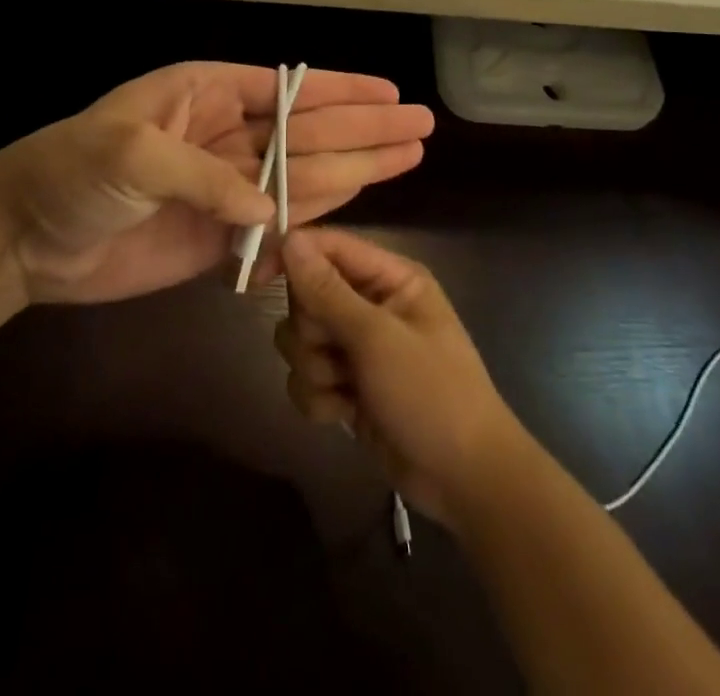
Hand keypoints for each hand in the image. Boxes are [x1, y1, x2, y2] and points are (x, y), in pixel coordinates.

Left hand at [0, 63, 432, 304]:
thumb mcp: (128, 153)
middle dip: (365, 128)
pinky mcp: (218, 236)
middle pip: (308, 132)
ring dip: (357, 167)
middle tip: (420, 126)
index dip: (342, 92)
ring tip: (408, 157)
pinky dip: (319, 213)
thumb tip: (269, 210)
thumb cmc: (68, 173)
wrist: (22, 239)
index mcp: (204, 95)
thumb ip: (202, 177)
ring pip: (304, 175)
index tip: (390, 93)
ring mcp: (224, 187)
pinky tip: (358, 198)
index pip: (287, 91)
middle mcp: (223, 135)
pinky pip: (279, 222)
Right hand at [276, 228, 530, 524]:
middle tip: (336, 353)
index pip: (329, 247)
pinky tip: (345, 414)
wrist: (464, 479)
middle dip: (311, 331)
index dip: (291, 257)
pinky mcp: (348, 386)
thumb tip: (289, 239)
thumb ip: (328, 291)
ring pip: (301, 339)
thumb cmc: (431, 393)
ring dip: (314, 369)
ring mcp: (358, 347)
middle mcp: (371, 303)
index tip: (255, 278)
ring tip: (346, 389)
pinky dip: (319, 397)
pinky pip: (307, 378)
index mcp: (390, 277)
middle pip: (307, 296)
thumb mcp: (378, 338)